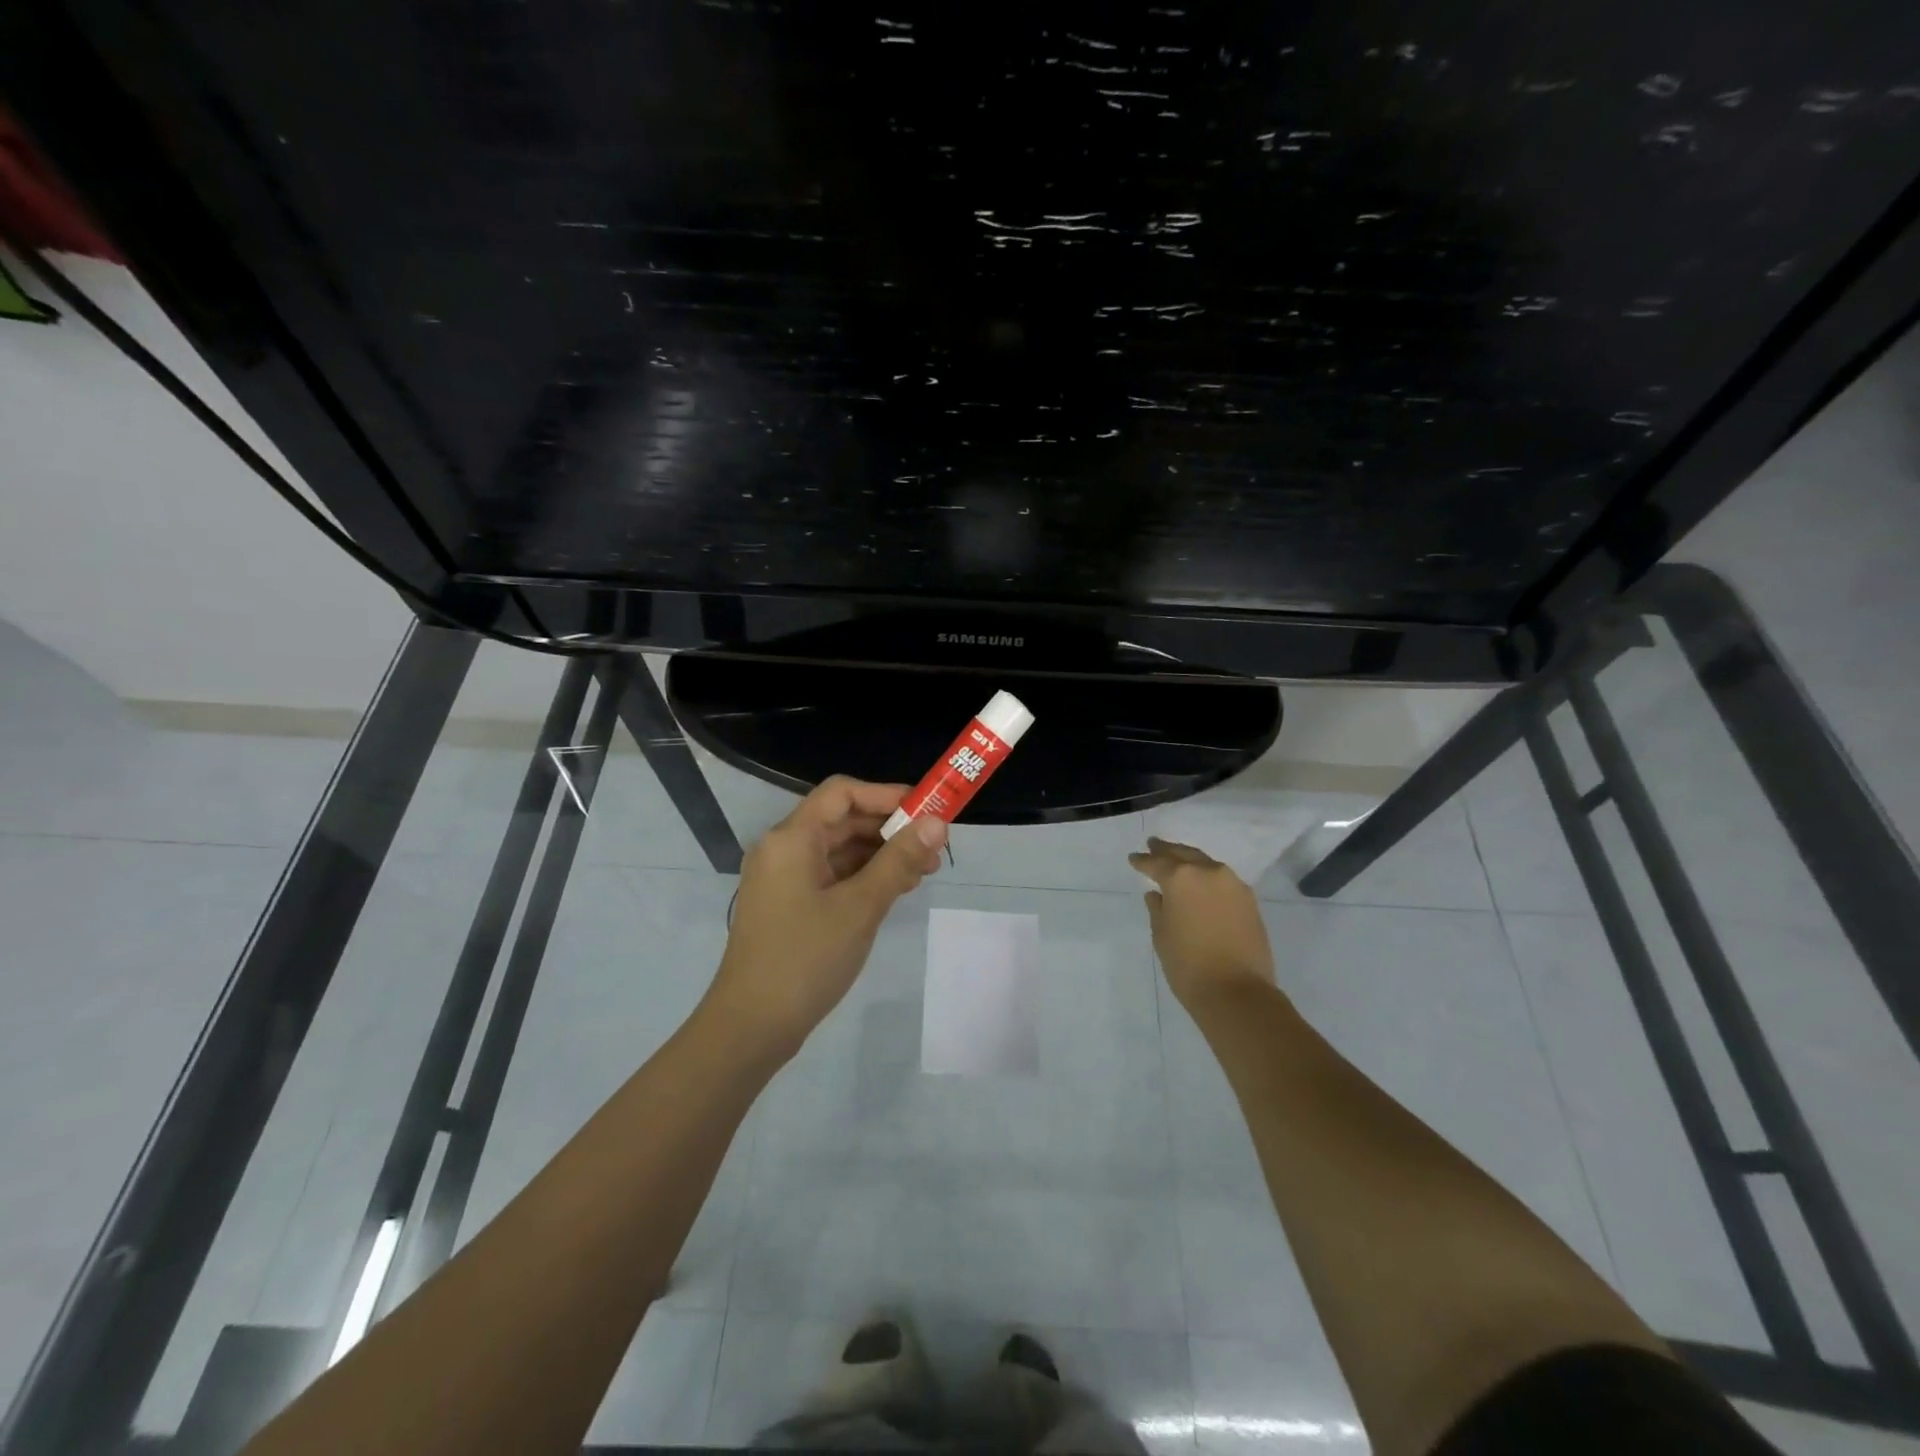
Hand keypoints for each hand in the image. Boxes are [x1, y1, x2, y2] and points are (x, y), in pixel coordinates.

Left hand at [705, 776, 947, 1058]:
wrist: (751, 1026)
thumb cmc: (806, 958)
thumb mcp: (861, 906)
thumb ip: (899, 860)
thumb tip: (937, 823)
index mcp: (791, 838)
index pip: (842, 792)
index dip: (886, 794)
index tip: (927, 809)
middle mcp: (783, 848)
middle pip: (842, 819)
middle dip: (890, 828)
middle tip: (934, 847)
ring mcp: (784, 878)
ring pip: (839, 849)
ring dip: (881, 854)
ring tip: (923, 872)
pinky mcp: (789, 903)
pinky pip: (831, 874)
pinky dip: (863, 876)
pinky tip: (895, 890)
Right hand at [1129, 836, 1276, 1010]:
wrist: (1237, 992)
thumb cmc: (1188, 965)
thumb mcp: (1162, 935)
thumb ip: (1158, 909)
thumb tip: (1157, 894)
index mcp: (1181, 877)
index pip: (1156, 862)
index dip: (1142, 861)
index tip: (1133, 858)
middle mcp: (1209, 872)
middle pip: (1184, 854)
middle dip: (1167, 850)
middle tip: (1154, 845)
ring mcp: (1233, 885)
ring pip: (1206, 864)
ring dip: (1191, 861)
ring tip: (1178, 862)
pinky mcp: (1249, 901)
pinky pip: (1223, 879)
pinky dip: (1209, 877)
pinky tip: (1202, 884)